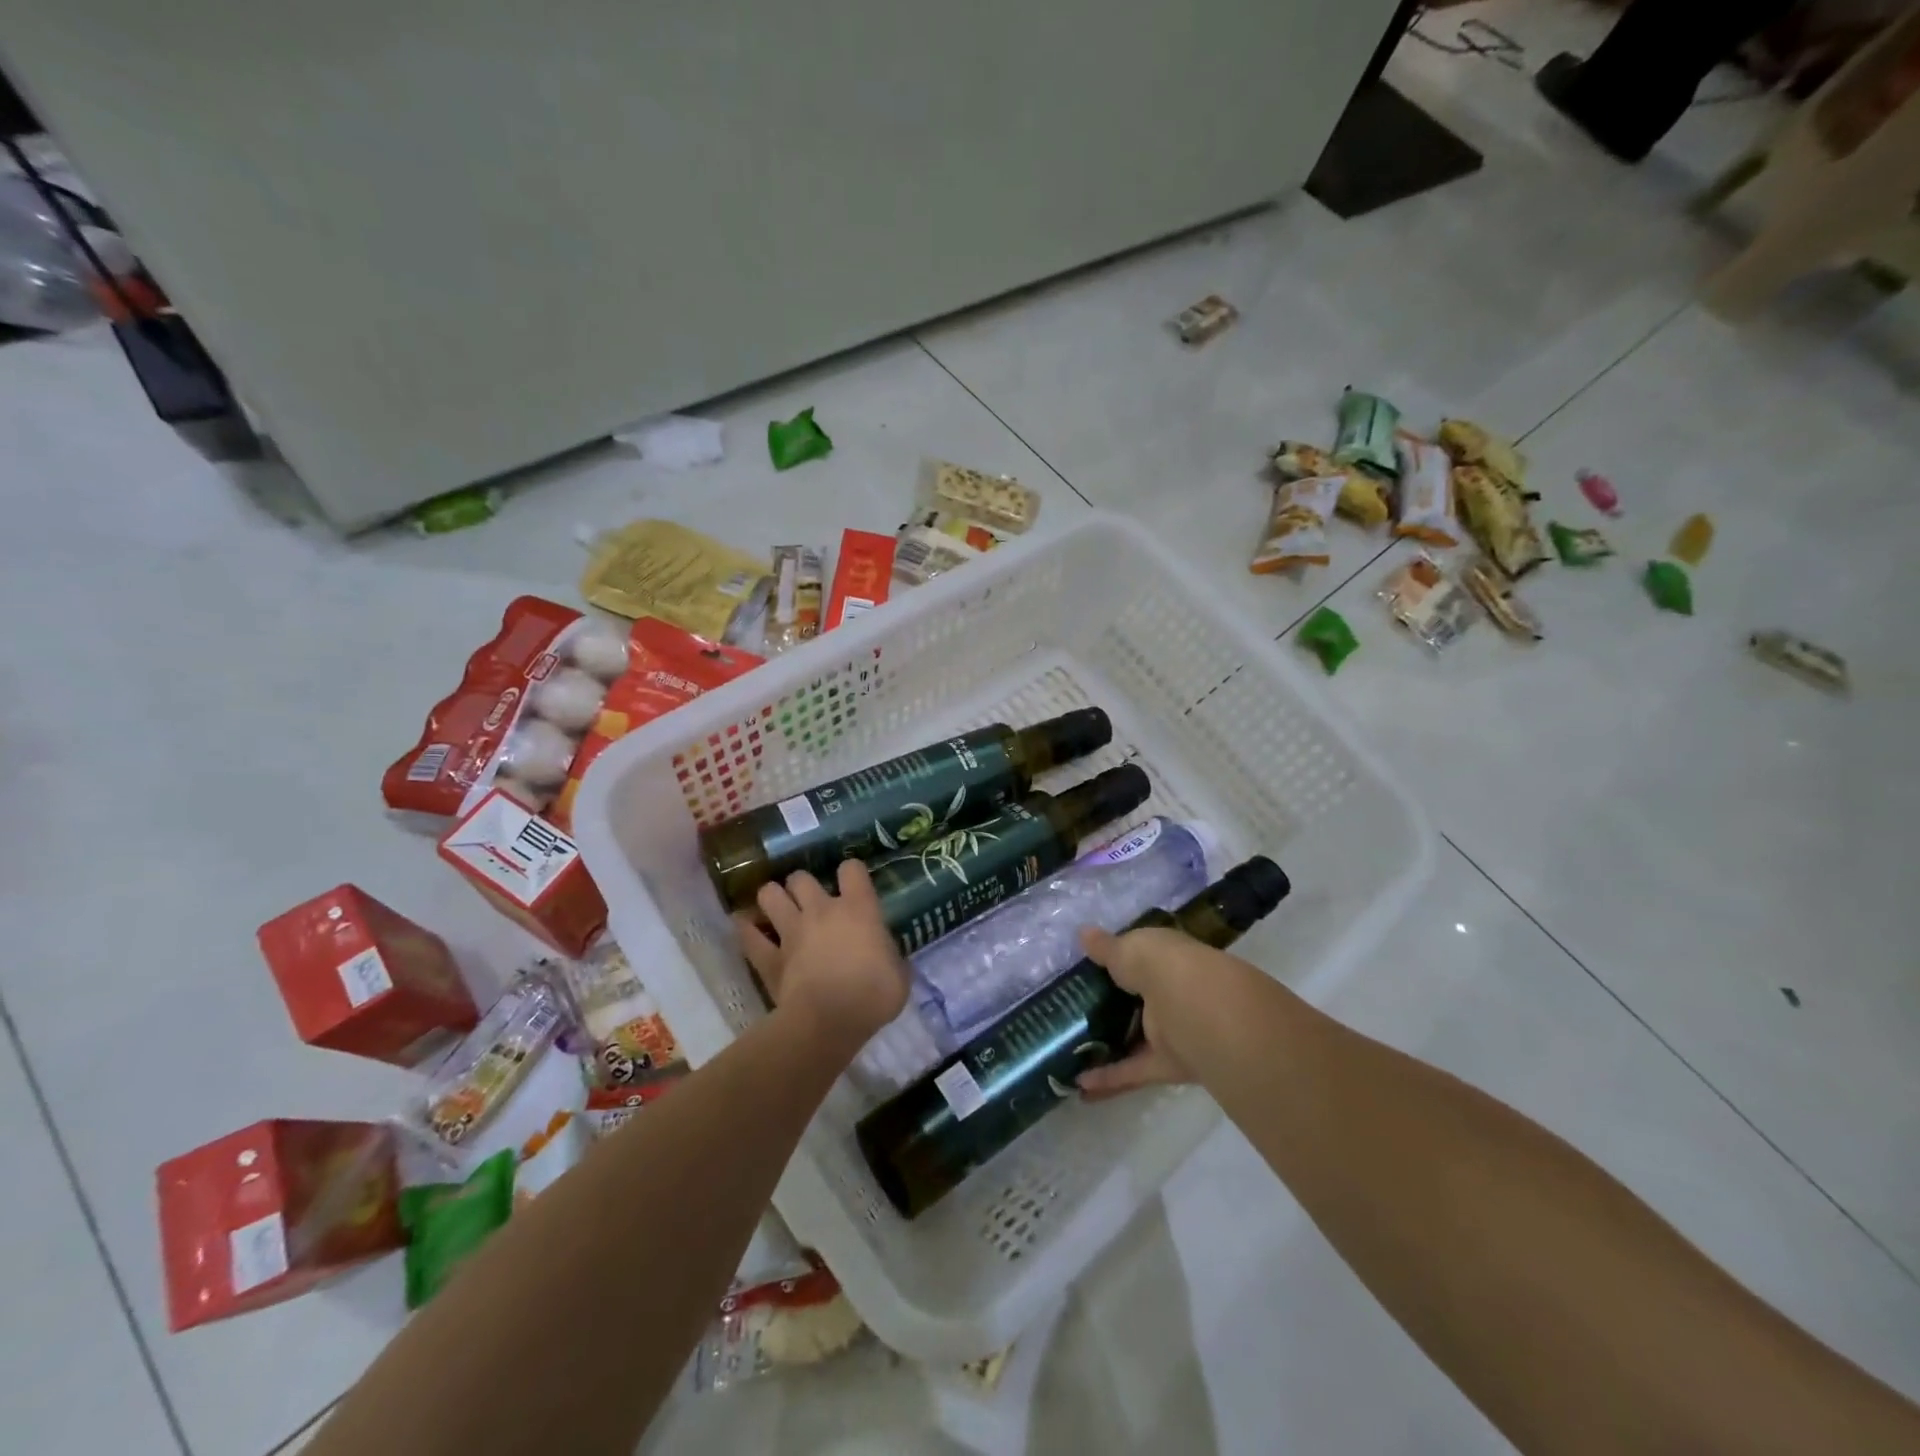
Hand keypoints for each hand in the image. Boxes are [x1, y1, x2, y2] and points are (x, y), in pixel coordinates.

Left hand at [739, 861, 907, 1047]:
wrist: (830, 1021)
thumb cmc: (873, 996)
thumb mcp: (899, 975)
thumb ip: (889, 956)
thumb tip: (886, 957)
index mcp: (858, 908)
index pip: (852, 869)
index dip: (851, 873)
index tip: (853, 884)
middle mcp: (821, 910)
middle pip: (801, 877)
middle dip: (802, 885)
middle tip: (808, 901)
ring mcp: (791, 931)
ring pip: (769, 894)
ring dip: (772, 898)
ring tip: (776, 908)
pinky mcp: (769, 957)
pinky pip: (748, 935)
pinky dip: (746, 929)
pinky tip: (746, 927)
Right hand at [1073, 925, 1204, 1099]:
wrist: (1197, 1010)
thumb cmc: (1162, 966)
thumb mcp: (1127, 949)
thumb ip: (1105, 948)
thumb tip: (1083, 933)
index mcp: (1165, 959)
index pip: (1142, 959)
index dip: (1117, 962)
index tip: (1086, 970)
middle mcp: (1170, 993)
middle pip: (1136, 1002)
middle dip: (1109, 1007)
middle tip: (1072, 1012)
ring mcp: (1170, 1031)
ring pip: (1135, 1039)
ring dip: (1107, 1047)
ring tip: (1069, 1052)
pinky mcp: (1166, 1064)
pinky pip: (1134, 1071)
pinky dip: (1109, 1079)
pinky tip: (1080, 1085)